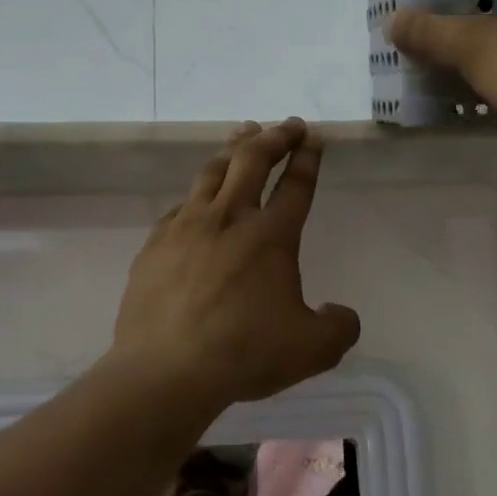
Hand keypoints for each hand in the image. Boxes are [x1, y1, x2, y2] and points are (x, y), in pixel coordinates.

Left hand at [110, 119, 361, 406]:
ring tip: (244, 135)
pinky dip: (198, 193)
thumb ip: (338, 327)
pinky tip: (198, 199)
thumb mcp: (313, 349)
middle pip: (253, 160)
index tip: (314, 139)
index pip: (295, 185)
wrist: (166, 370)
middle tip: (288, 125)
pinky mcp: (155, 244)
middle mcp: (229, 219)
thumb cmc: (244, 353)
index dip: (308, 158)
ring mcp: (187, 227)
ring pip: (212, 171)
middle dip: (275, 137)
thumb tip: (340, 314)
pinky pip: (180, 206)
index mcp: (271, 236)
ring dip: (234, 149)